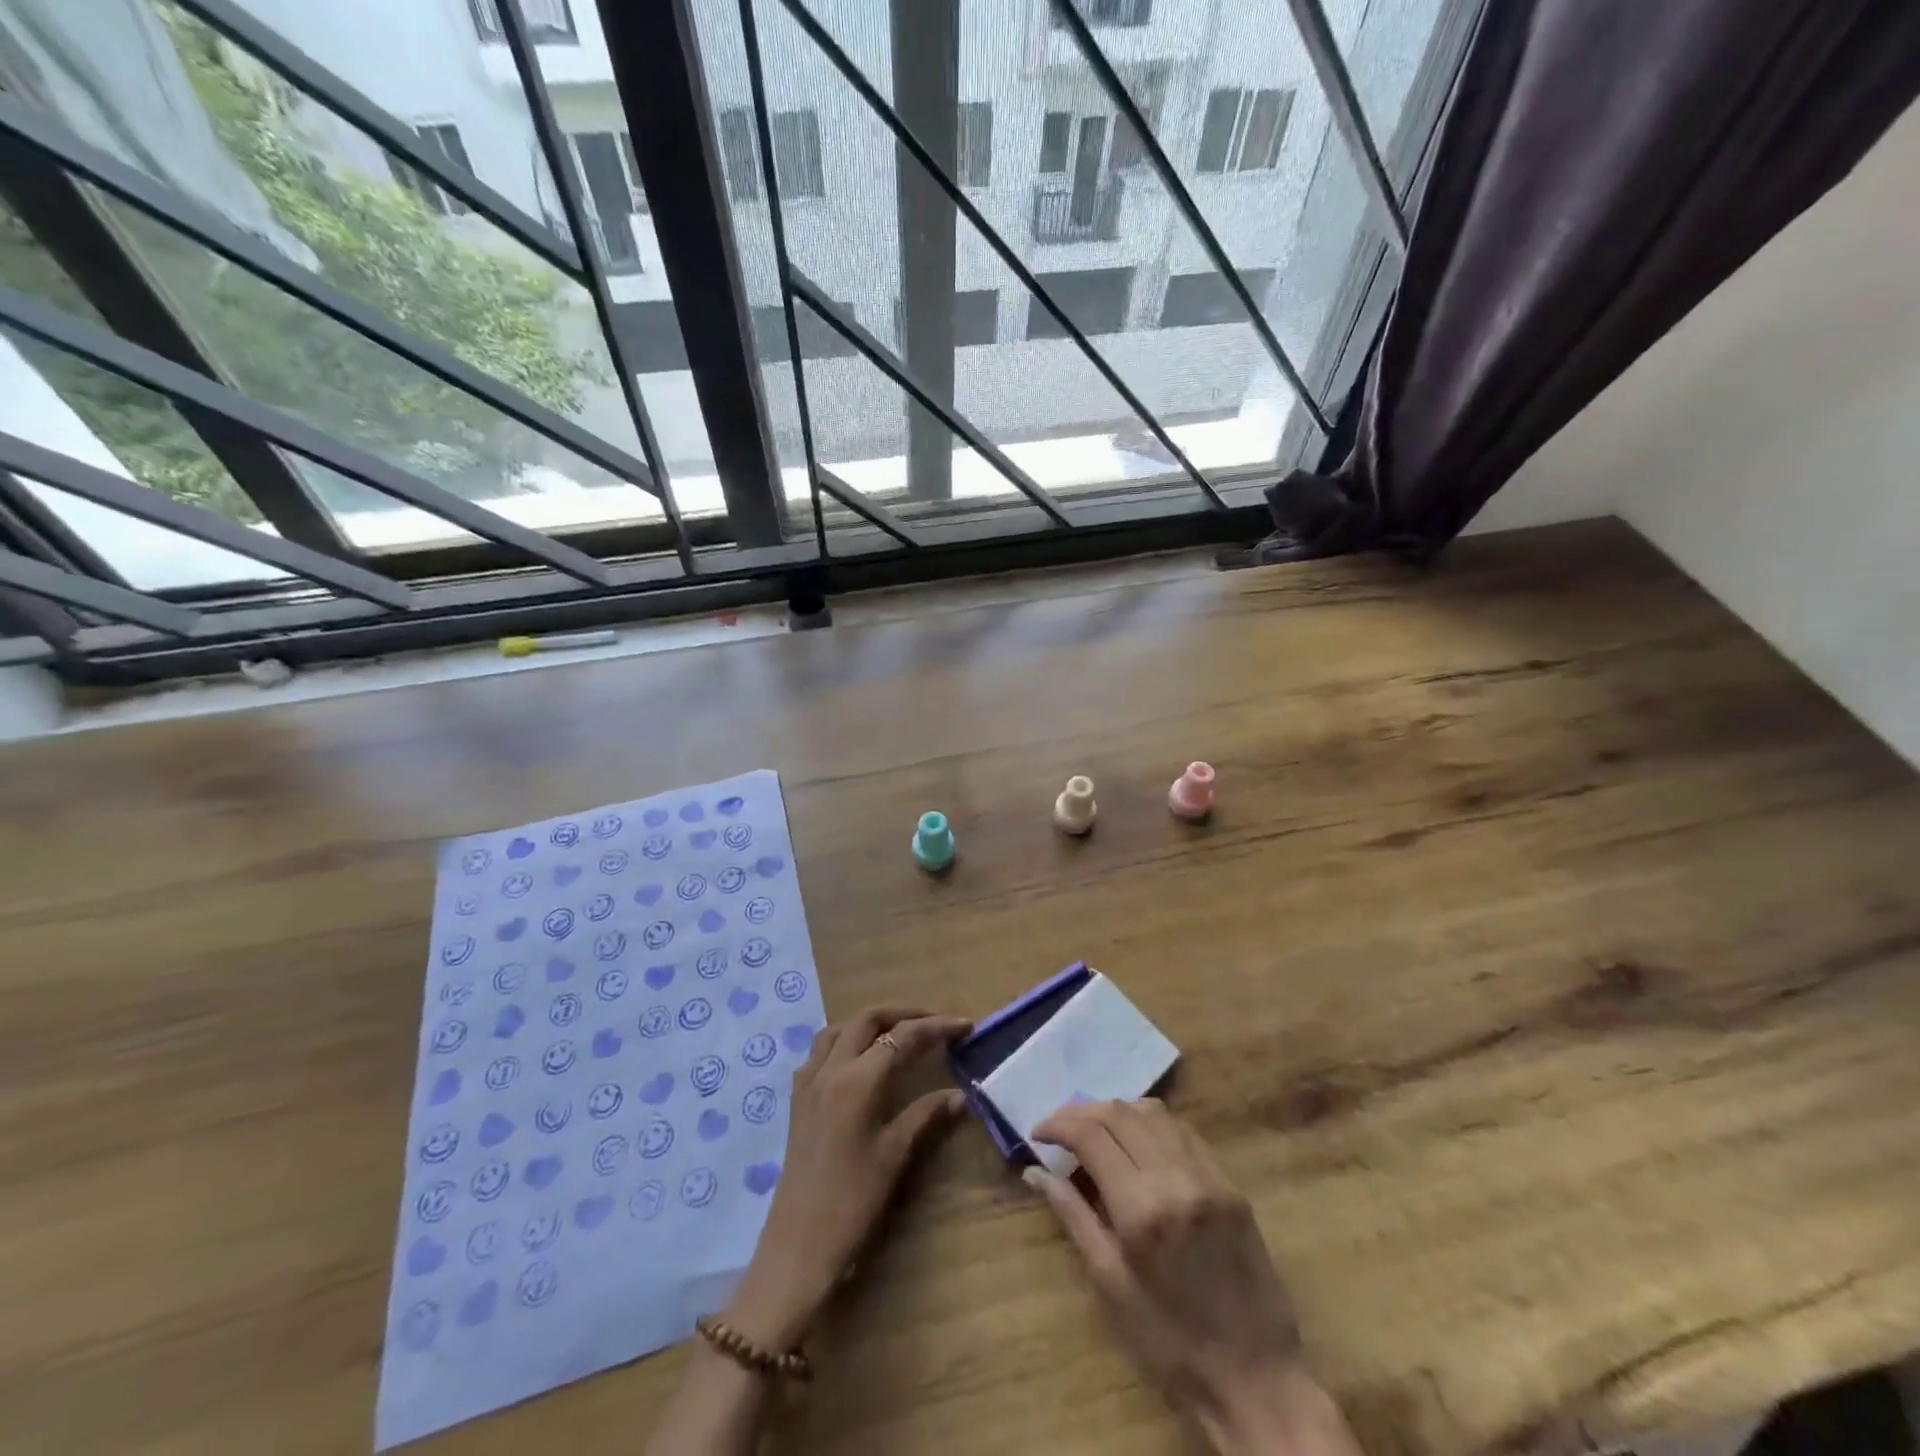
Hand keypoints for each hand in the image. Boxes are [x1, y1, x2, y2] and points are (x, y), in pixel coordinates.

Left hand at [724, 1006, 970, 1352]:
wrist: (798, 1247)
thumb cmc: (852, 1202)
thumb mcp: (895, 1155)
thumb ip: (926, 1115)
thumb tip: (961, 1095)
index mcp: (857, 1081)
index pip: (903, 1037)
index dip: (937, 1027)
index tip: (966, 1026)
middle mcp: (830, 1070)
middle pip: (868, 1020)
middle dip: (904, 1014)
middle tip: (935, 1024)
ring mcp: (809, 1083)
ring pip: (839, 1029)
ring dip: (871, 1023)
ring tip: (898, 1034)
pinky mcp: (798, 1100)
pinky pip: (820, 1051)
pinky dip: (844, 1041)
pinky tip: (859, 1061)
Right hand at [1028, 1099, 1359, 1455]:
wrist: (1256, 1379)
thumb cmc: (1170, 1343)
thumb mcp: (1110, 1284)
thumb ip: (1073, 1216)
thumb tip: (1035, 1172)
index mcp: (1141, 1209)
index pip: (1091, 1135)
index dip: (1058, 1124)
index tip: (1038, 1134)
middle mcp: (1176, 1179)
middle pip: (1120, 1113)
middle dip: (1082, 1112)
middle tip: (1060, 1128)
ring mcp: (1208, 1176)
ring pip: (1153, 1113)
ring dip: (1117, 1112)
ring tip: (1095, 1130)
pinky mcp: (1229, 1183)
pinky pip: (1183, 1132)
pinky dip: (1152, 1124)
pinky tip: (1137, 1141)